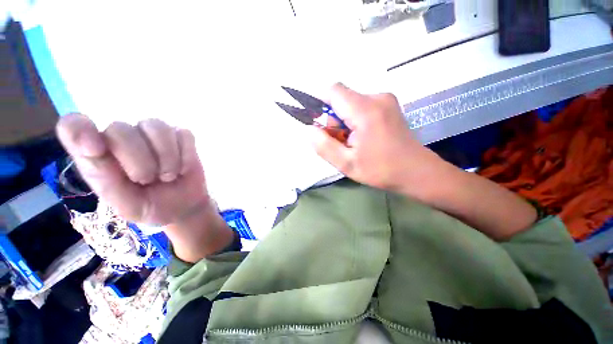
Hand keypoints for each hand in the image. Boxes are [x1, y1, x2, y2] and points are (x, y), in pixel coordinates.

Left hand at [56, 114, 208, 225]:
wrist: (183, 207)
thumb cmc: (150, 207)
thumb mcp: (124, 204)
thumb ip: (105, 180)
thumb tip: (91, 146)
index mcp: (98, 154)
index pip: (73, 126)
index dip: (79, 130)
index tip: (94, 149)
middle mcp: (122, 138)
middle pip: (121, 128)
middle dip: (138, 159)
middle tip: (147, 180)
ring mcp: (154, 135)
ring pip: (157, 127)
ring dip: (167, 156)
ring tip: (168, 175)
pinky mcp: (181, 138)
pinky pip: (184, 135)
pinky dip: (186, 155)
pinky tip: (183, 167)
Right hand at [311, 83, 445, 197]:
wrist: (417, 171)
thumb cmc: (381, 170)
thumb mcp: (346, 164)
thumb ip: (324, 146)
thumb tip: (310, 130)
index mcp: (365, 110)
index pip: (333, 91)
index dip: (320, 103)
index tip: (320, 125)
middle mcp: (377, 97)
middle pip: (342, 98)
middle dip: (334, 119)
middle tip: (340, 142)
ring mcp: (385, 99)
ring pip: (351, 103)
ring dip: (344, 121)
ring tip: (353, 143)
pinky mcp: (389, 105)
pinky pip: (362, 106)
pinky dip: (355, 120)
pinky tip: (363, 137)